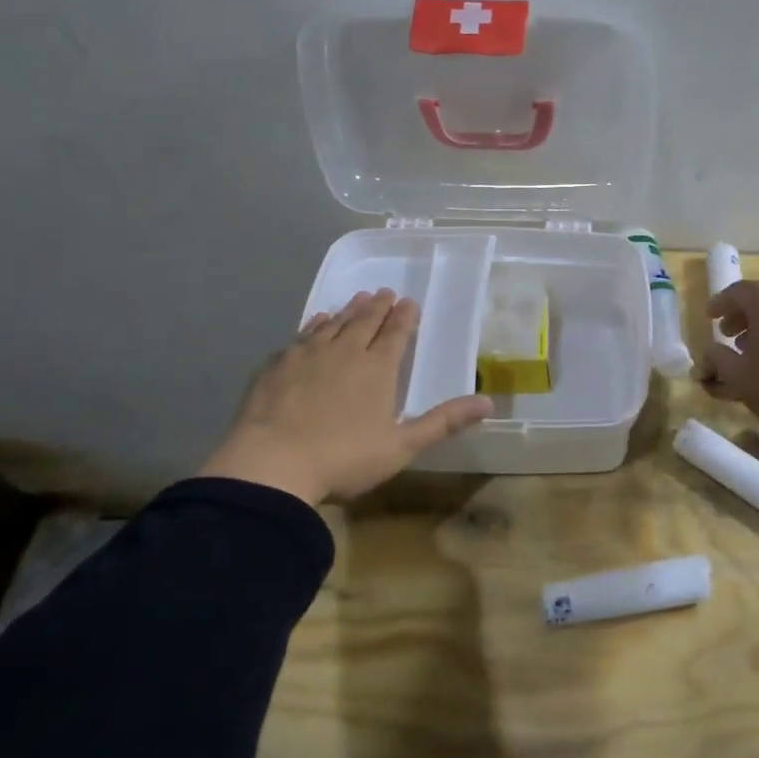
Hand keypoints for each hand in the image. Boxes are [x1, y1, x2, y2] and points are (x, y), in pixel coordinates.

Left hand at [199, 289, 492, 502]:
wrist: (270, 465)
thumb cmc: (343, 458)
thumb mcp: (402, 446)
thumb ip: (443, 422)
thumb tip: (488, 402)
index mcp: (377, 369)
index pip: (396, 333)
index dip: (405, 317)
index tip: (409, 302)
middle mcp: (344, 351)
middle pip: (365, 321)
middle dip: (378, 306)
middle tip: (385, 292)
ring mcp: (307, 355)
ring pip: (333, 323)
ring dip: (348, 310)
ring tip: (357, 299)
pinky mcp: (277, 365)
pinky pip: (301, 335)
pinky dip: (314, 325)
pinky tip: (316, 323)